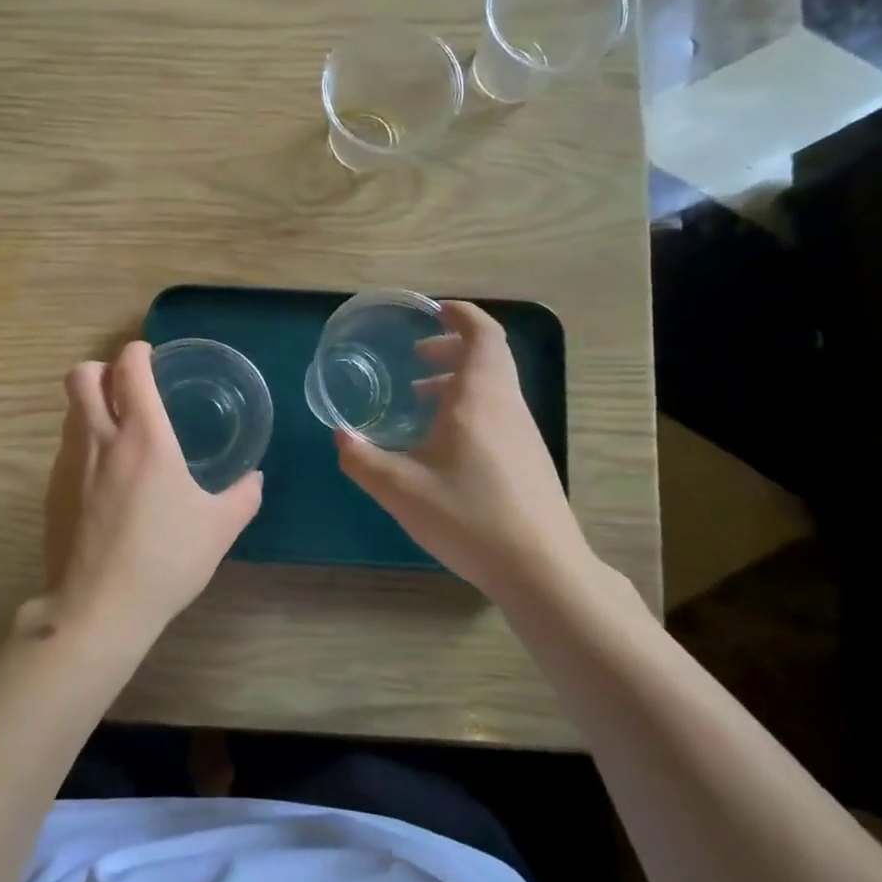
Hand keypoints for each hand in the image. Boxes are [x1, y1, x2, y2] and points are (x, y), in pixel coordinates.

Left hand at [36, 341, 262, 653]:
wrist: (98, 607)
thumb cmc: (165, 559)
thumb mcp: (219, 528)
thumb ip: (243, 496)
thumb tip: (254, 479)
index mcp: (144, 436)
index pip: (130, 368)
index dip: (138, 352)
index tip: (149, 356)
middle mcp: (100, 438)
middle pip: (83, 375)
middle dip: (103, 369)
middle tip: (126, 388)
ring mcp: (69, 463)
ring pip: (70, 410)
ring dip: (90, 405)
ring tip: (117, 431)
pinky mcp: (52, 491)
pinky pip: (65, 447)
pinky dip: (82, 442)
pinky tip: (103, 477)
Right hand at [335, 300, 591, 600]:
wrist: (541, 570)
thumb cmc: (469, 517)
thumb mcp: (400, 489)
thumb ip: (362, 459)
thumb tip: (341, 436)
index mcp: (480, 398)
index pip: (482, 334)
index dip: (461, 315)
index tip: (433, 312)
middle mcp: (507, 406)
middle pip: (488, 357)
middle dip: (452, 347)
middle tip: (416, 355)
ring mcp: (524, 434)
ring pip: (493, 387)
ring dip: (459, 380)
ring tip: (421, 397)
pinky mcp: (529, 460)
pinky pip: (498, 413)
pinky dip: (469, 407)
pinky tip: (443, 444)